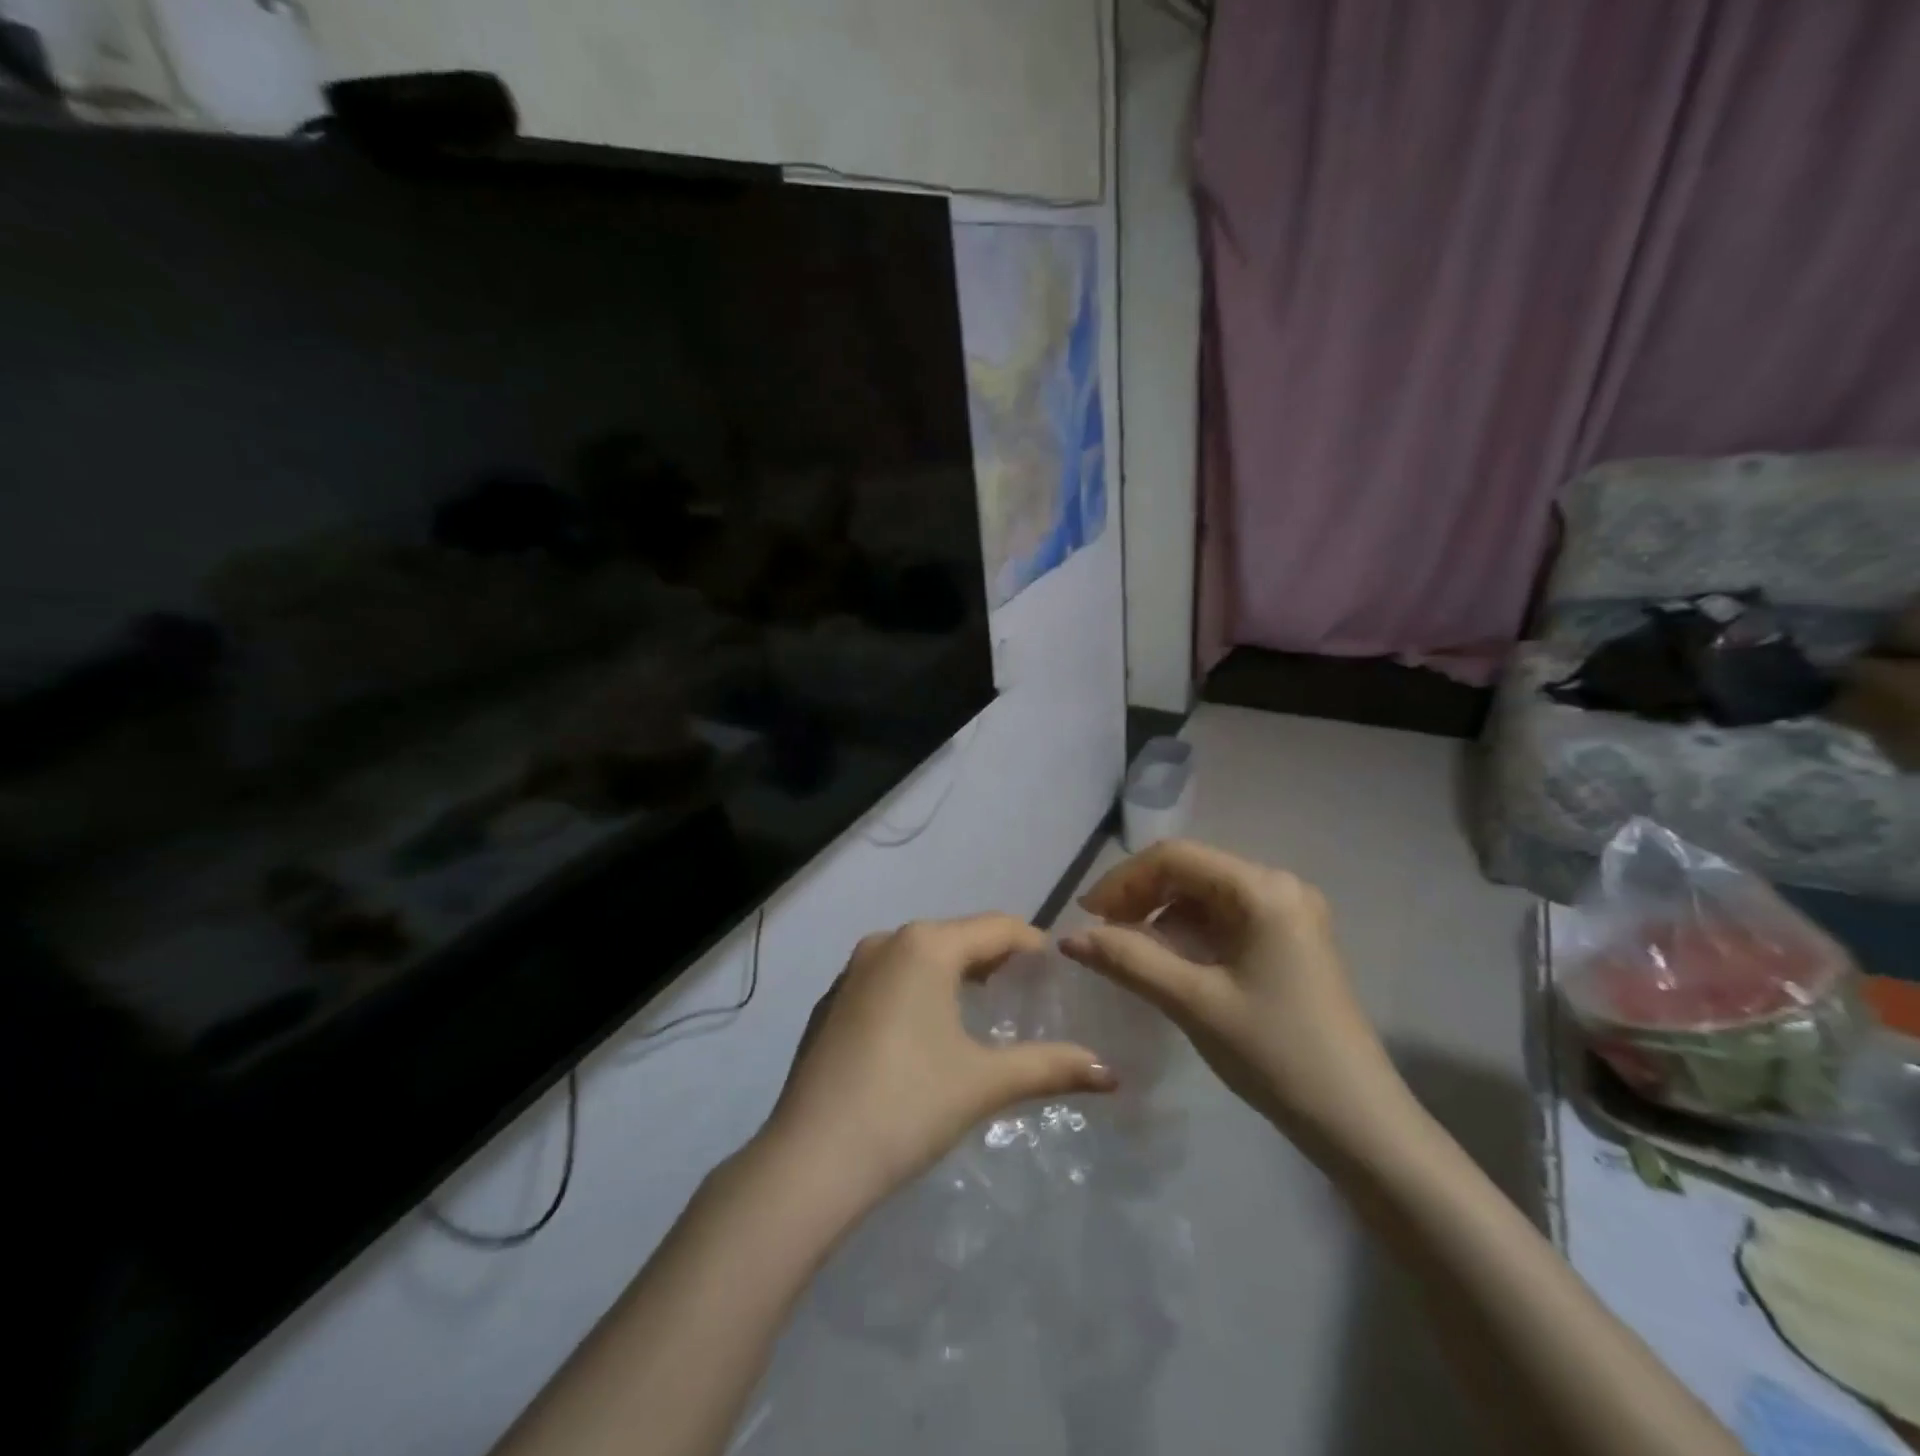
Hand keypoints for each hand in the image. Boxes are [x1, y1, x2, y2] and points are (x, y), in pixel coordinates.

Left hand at [762, 914, 1117, 1211]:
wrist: (810, 1158)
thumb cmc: (908, 1105)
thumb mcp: (985, 1082)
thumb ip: (1050, 1067)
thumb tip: (1111, 1073)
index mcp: (926, 945)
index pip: (996, 927)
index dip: (1033, 943)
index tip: (1059, 969)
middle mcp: (886, 942)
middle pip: (957, 936)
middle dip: (995, 958)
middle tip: (1028, 991)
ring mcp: (851, 970)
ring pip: (920, 956)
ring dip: (954, 973)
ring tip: (984, 1007)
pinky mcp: (831, 1002)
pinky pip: (889, 978)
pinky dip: (917, 990)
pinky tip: (926, 1031)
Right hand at [1061, 840, 1411, 1158]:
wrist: (1358, 1122)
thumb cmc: (1275, 1054)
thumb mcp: (1193, 1002)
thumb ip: (1128, 959)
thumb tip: (1069, 938)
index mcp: (1263, 889)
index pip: (1176, 858)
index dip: (1123, 880)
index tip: (1087, 916)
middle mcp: (1280, 886)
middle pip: (1192, 871)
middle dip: (1141, 896)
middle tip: (1102, 933)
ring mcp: (1290, 913)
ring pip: (1206, 895)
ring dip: (1162, 914)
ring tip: (1129, 950)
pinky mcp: (1291, 940)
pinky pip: (1226, 918)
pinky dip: (1189, 932)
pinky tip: (1168, 960)